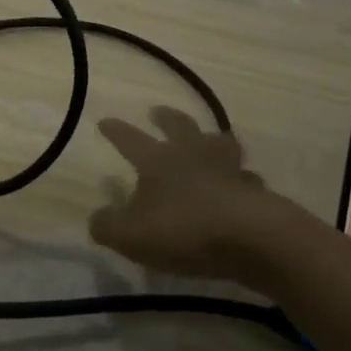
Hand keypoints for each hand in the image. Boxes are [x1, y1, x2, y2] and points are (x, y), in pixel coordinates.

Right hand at [88, 107, 280, 284]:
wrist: (252, 238)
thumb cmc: (184, 229)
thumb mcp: (132, 236)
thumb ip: (108, 226)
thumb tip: (96, 218)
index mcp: (157, 160)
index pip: (130, 139)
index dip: (116, 130)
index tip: (104, 121)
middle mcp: (191, 154)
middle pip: (179, 125)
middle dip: (166, 117)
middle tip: (158, 112)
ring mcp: (227, 168)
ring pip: (218, 142)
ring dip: (210, 139)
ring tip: (207, 141)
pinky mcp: (254, 189)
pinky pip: (245, 177)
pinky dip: (239, 178)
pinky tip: (238, 186)